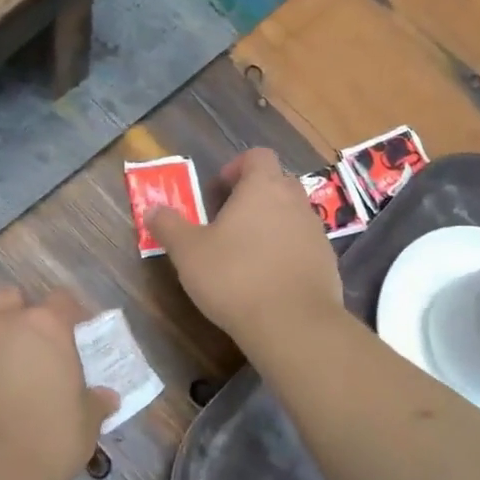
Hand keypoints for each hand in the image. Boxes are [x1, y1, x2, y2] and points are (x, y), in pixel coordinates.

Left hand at [0, 286, 118, 479]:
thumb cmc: (49, 441)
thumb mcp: (86, 424)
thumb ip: (95, 403)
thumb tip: (106, 398)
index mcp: (49, 327)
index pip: (62, 300)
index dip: (70, 315)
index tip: (75, 334)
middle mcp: (8, 323)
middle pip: (14, 297)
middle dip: (24, 313)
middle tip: (35, 344)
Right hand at [146, 147, 343, 352]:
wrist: (292, 324)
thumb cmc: (234, 277)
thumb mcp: (188, 252)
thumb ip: (169, 226)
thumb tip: (152, 209)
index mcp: (263, 187)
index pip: (258, 156)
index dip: (237, 167)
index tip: (219, 190)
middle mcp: (295, 201)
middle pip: (278, 182)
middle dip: (254, 195)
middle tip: (228, 221)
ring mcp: (316, 232)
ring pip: (292, 215)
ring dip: (272, 224)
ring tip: (246, 253)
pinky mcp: (327, 262)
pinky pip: (304, 245)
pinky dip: (287, 252)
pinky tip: (268, 279)